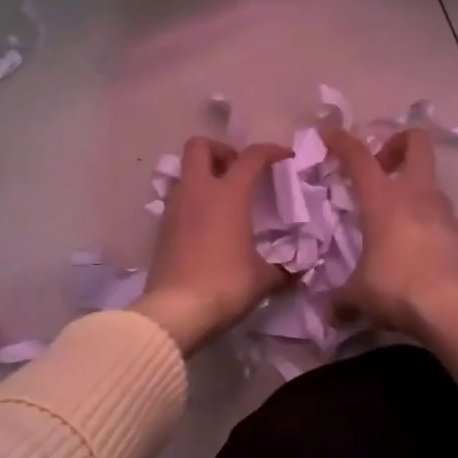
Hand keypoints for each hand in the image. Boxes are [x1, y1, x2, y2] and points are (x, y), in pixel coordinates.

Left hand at [134, 137, 290, 354]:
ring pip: (185, 172)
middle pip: (200, 146)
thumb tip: (296, 274)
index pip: (251, 157)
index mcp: (228, 194)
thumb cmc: (226, 284)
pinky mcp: (161, 228)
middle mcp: (198, 191)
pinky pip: (177, 199)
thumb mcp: (263, 279)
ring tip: (223, 199)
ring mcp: (174, 208)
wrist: (175, 311)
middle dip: (221, 151)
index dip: (270, 151)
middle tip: (238, 171)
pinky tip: (207, 224)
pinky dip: (193, 201)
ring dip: (204, 176)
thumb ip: (282, 270)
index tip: (285, 156)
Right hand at [325, 127, 457, 391]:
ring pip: (429, 179)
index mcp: (383, 199)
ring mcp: (441, 211)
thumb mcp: (358, 295)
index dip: (342, 141)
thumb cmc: (396, 287)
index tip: (328, 135)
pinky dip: (423, 214)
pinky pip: (438, 209)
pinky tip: (410, 240)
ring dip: (411, 184)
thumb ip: (340, 299)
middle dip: (397, 143)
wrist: (452, 307)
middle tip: (380, 164)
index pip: (359, 156)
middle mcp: (415, 195)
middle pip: (416, 144)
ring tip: (392, 211)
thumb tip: (328, 313)